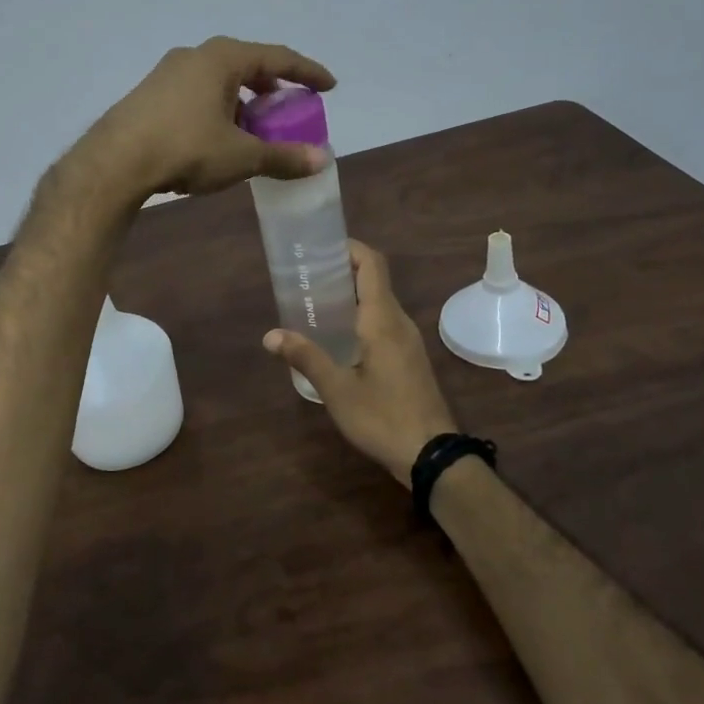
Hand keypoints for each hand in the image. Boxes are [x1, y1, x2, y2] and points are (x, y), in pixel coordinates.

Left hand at [74, 36, 335, 200]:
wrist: (115, 162)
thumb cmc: (186, 148)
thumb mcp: (241, 156)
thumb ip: (282, 156)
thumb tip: (322, 160)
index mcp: (223, 58)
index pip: (278, 57)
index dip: (307, 72)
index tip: (329, 86)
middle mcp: (195, 55)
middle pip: (246, 65)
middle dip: (272, 87)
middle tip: (289, 108)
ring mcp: (167, 73)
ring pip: (218, 81)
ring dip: (243, 101)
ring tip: (254, 128)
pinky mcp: (150, 94)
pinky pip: (196, 94)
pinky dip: (218, 109)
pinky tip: (217, 137)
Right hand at [263, 240, 457, 487]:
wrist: (432, 455)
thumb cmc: (383, 417)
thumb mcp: (337, 389)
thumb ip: (306, 357)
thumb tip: (271, 335)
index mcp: (383, 319)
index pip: (372, 264)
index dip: (348, 248)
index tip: (319, 248)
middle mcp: (399, 321)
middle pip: (374, 279)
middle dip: (341, 270)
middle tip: (305, 277)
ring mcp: (407, 340)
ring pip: (379, 302)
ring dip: (350, 295)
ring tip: (314, 303)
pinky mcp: (409, 358)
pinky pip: (383, 322)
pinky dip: (360, 316)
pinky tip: (337, 336)